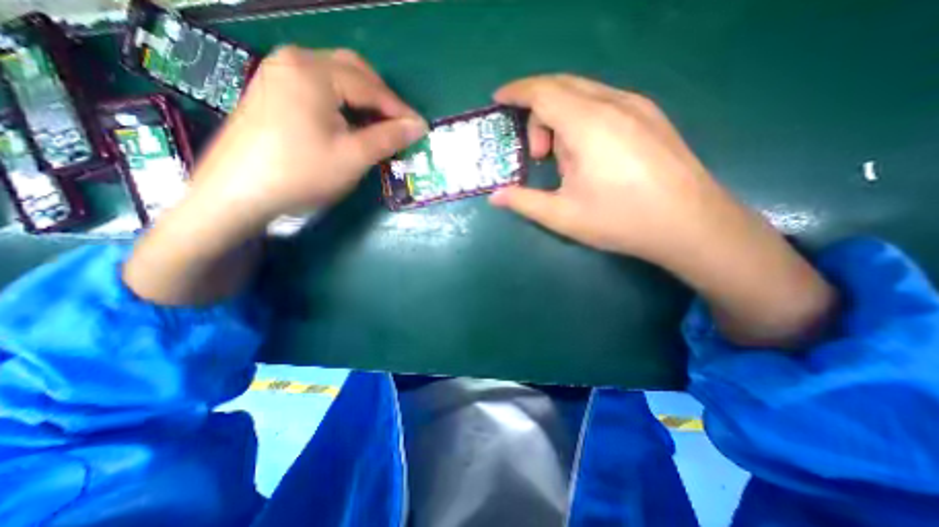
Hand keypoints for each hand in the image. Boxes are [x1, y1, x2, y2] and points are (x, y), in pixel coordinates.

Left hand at [124, 46, 426, 303]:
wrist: (238, 193)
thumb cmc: (302, 173)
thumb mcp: (354, 157)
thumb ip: (389, 137)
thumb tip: (419, 127)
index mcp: (314, 71)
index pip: (371, 87)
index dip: (400, 109)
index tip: (420, 128)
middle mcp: (294, 60)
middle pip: (353, 71)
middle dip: (381, 98)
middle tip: (400, 125)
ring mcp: (279, 73)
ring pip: (336, 78)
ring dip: (363, 100)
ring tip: (379, 126)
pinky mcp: (272, 90)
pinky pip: (319, 88)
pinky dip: (342, 103)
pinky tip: (349, 123)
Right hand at [493, 73, 836, 346]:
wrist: (691, 224)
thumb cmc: (621, 220)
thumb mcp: (563, 216)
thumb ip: (524, 202)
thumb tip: (495, 197)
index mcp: (588, 125)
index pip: (543, 91)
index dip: (516, 91)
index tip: (499, 100)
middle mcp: (614, 103)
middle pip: (562, 86)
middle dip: (537, 112)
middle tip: (536, 154)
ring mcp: (637, 106)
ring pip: (583, 94)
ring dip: (561, 118)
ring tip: (564, 161)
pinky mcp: (651, 116)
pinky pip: (604, 102)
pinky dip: (582, 119)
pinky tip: (588, 154)